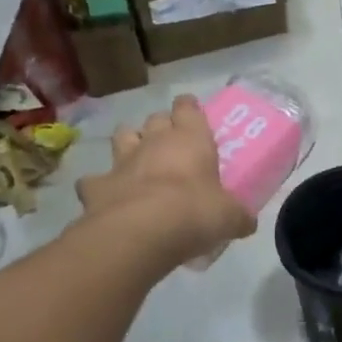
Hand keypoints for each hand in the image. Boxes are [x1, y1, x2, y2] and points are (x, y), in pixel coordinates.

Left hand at [75, 95, 256, 269]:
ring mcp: (121, 162)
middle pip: (155, 119)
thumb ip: (238, 216)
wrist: (140, 233)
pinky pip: (94, 180)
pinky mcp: (95, 186)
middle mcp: (154, 142)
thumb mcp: (229, 217)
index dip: (190, 108)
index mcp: (190, 139)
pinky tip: (108, 197)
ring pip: (122, 136)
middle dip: (161, 126)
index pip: (188, 108)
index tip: (192, 112)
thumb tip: (247, 223)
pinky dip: (100, 186)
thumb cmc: (194, 212)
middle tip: (171, 142)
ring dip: (129, 143)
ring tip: (137, 159)